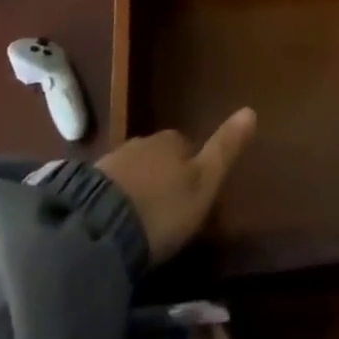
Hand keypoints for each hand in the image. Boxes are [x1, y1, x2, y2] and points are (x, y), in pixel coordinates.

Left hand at [97, 107, 256, 263]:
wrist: (100, 228)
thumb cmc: (163, 208)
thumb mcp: (204, 183)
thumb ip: (225, 149)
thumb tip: (251, 109)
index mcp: (170, 141)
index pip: (186, 145)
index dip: (192, 167)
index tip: (193, 194)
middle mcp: (141, 142)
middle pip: (158, 156)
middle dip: (163, 175)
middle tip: (168, 209)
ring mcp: (111, 162)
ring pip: (133, 170)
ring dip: (139, 187)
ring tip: (143, 219)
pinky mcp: (87, 186)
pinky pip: (110, 188)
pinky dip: (116, 200)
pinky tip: (117, 222)